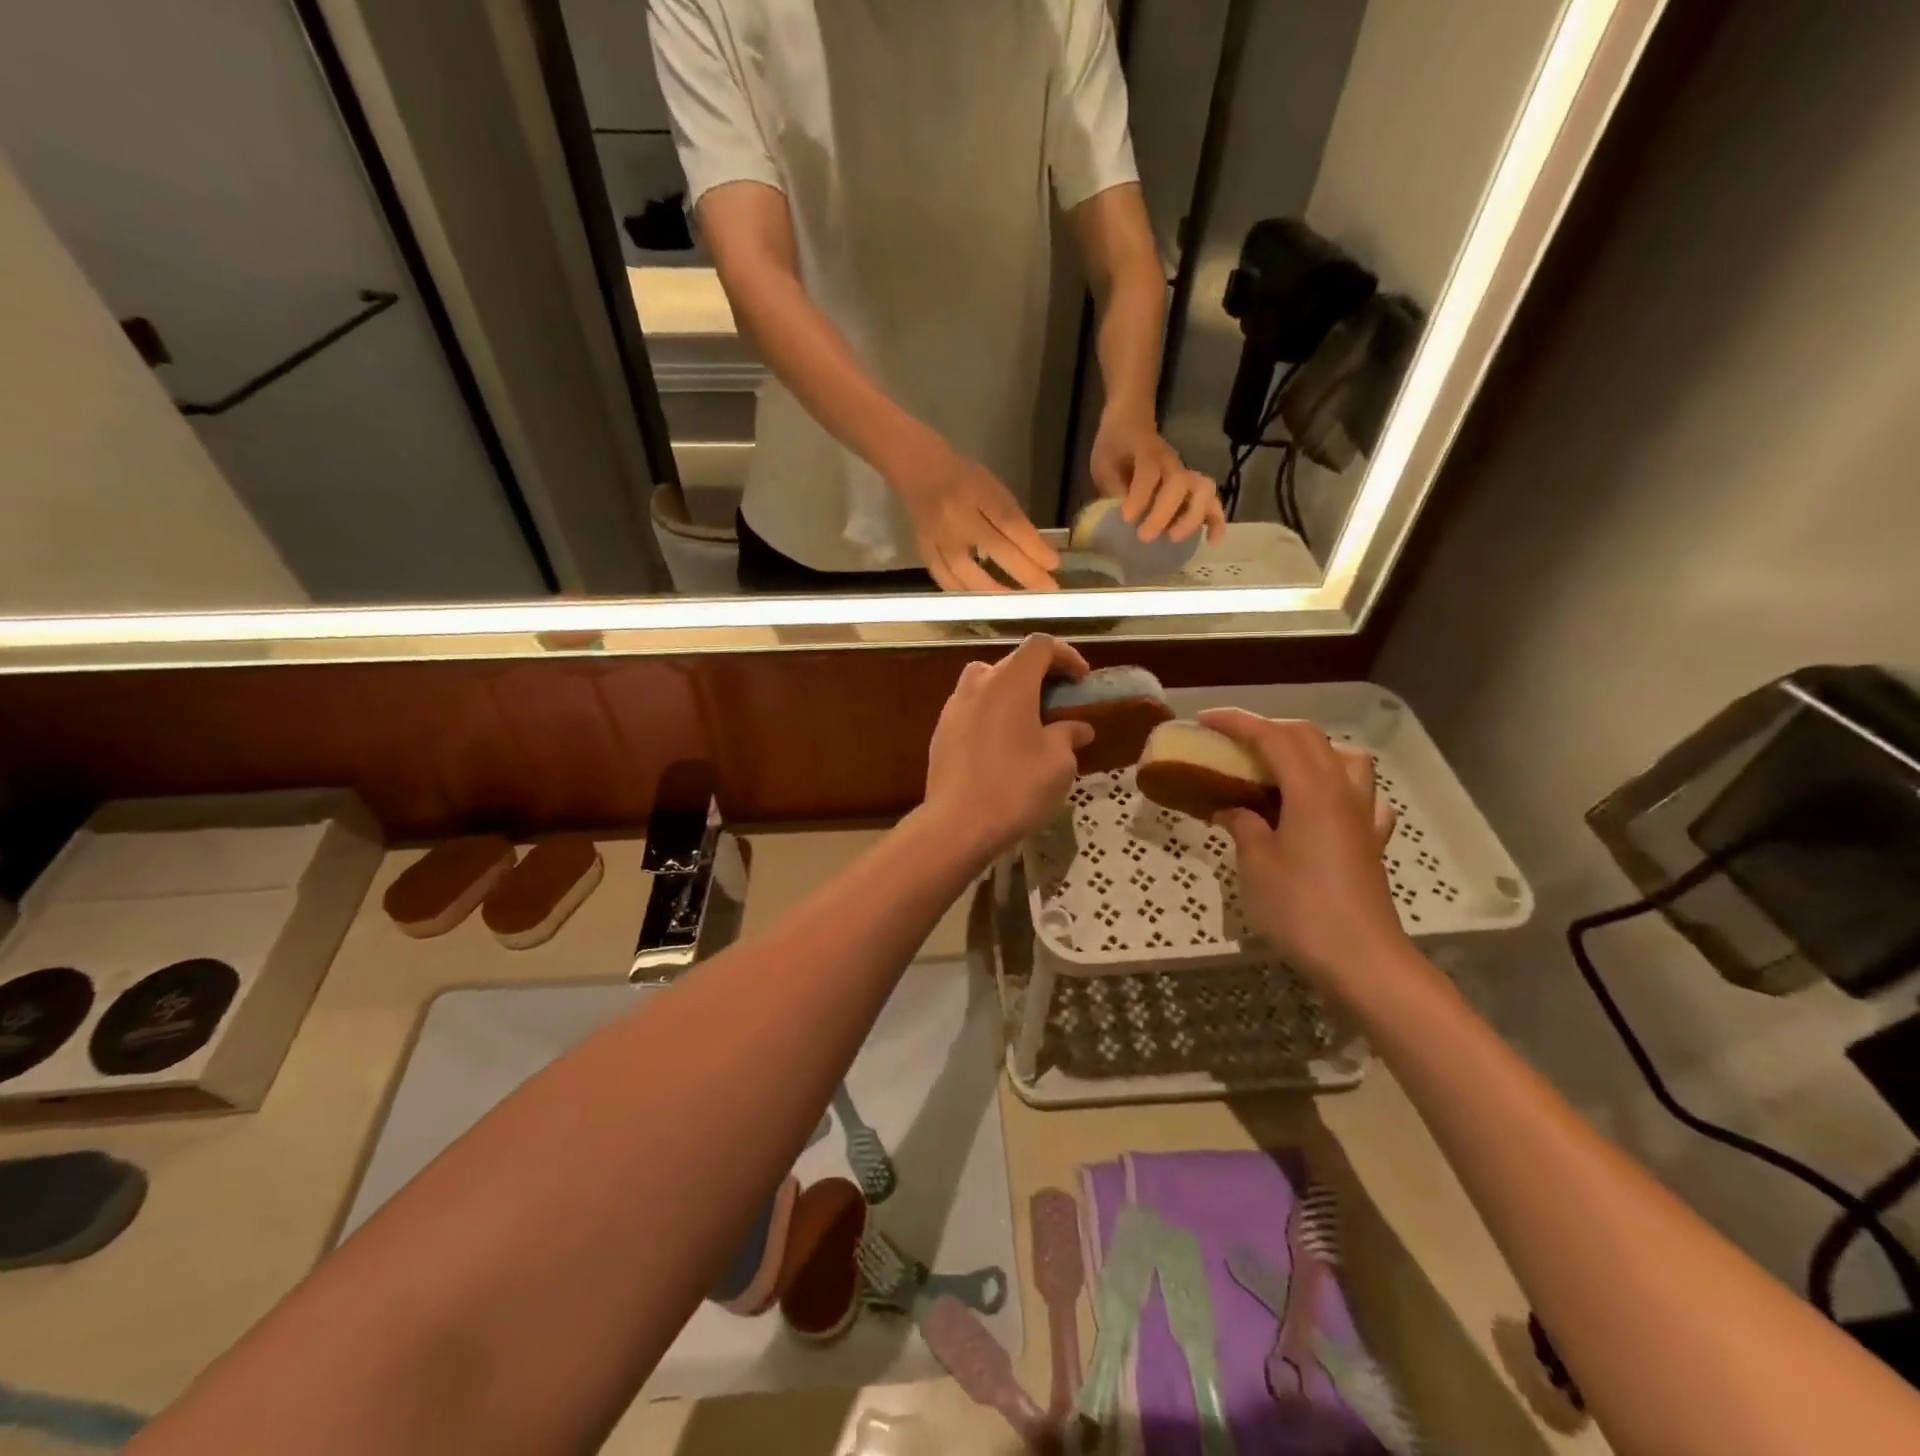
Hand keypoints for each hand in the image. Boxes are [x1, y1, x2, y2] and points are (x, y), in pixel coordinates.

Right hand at [893, 442, 1058, 592]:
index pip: (1010, 523)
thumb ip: (1012, 519)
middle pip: (994, 548)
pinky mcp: (924, 551)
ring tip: (1016, 602)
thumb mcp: (993, 489)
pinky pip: (945, 579)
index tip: (1053, 565)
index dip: (1033, 546)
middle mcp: (956, 516)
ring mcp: (937, 537)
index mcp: (977, 492)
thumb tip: (1038, 554)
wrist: (918, 472)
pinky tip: (982, 601)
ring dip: (995, 590)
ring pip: (966, 571)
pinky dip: (966, 593)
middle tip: (1046, 590)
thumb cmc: (964, 480)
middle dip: (1024, 572)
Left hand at [925, 636, 1093, 857]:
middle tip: (1059, 703)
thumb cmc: (1016, 787)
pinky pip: (971, 709)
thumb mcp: (1058, 763)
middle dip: (1039, 676)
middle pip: (1011, 662)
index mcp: (1010, 682)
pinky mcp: (941, 732)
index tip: (1081, 681)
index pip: (1039, 646)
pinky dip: (991, 714)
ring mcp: (954, 707)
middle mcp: (978, 685)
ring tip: (1029, 722)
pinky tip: (1002, 746)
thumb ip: (1068, 736)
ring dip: (1011, 693)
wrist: (958, 824)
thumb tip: (1077, 728)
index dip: (1065, 655)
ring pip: (986, 683)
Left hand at [1089, 411, 1226, 544]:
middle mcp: (1172, 463)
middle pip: (1179, 483)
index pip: (1148, 472)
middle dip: (1164, 513)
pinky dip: (1215, 522)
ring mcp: (1187, 475)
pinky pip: (1213, 502)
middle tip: (1145, 536)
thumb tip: (1118, 515)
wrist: (1131, 425)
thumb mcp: (1104, 464)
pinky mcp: (1194, 488)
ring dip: (1192, 518)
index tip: (1126, 518)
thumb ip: (1112, 486)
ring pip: (1203, 491)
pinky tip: (1211, 541)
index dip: (1139, 496)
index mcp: (1146, 452)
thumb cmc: (1115, 448)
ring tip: (1175, 539)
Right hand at [1199, 709, 1406, 991]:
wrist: (1361, 959)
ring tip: (1282, 767)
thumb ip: (1243, 825)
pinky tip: (1326, 804)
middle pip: (1308, 737)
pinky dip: (1342, 786)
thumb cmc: (1301, 908)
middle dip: (1268, 728)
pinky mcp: (1372, 841)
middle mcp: (1341, 791)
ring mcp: (1362, 815)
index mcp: (1311, 790)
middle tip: (1234, 741)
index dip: (1236, 722)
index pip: (1272, 737)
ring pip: (1345, 757)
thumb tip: (1230, 809)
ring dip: (1311, 749)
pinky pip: (1364, 796)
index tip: (1204, 720)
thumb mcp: (1256, 864)